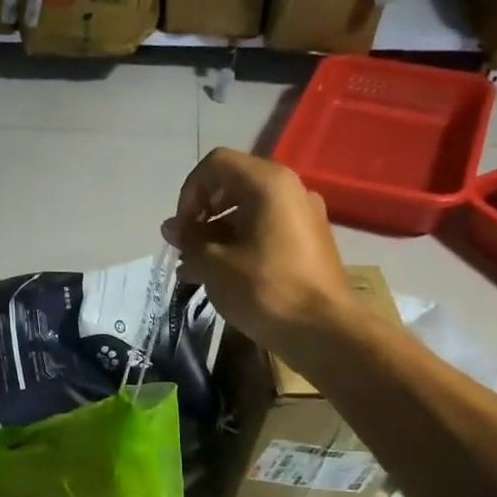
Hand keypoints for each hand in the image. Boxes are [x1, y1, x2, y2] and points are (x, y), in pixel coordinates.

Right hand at [161, 149, 355, 348]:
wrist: (324, 331)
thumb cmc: (264, 289)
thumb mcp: (213, 264)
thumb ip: (189, 239)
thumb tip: (172, 228)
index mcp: (268, 183)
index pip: (215, 164)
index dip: (189, 192)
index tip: (182, 229)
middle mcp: (289, 189)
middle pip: (232, 185)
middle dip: (201, 214)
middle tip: (186, 248)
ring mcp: (303, 215)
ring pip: (247, 211)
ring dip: (216, 234)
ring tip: (194, 270)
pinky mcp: (308, 242)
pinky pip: (265, 230)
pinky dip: (239, 244)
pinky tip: (221, 276)